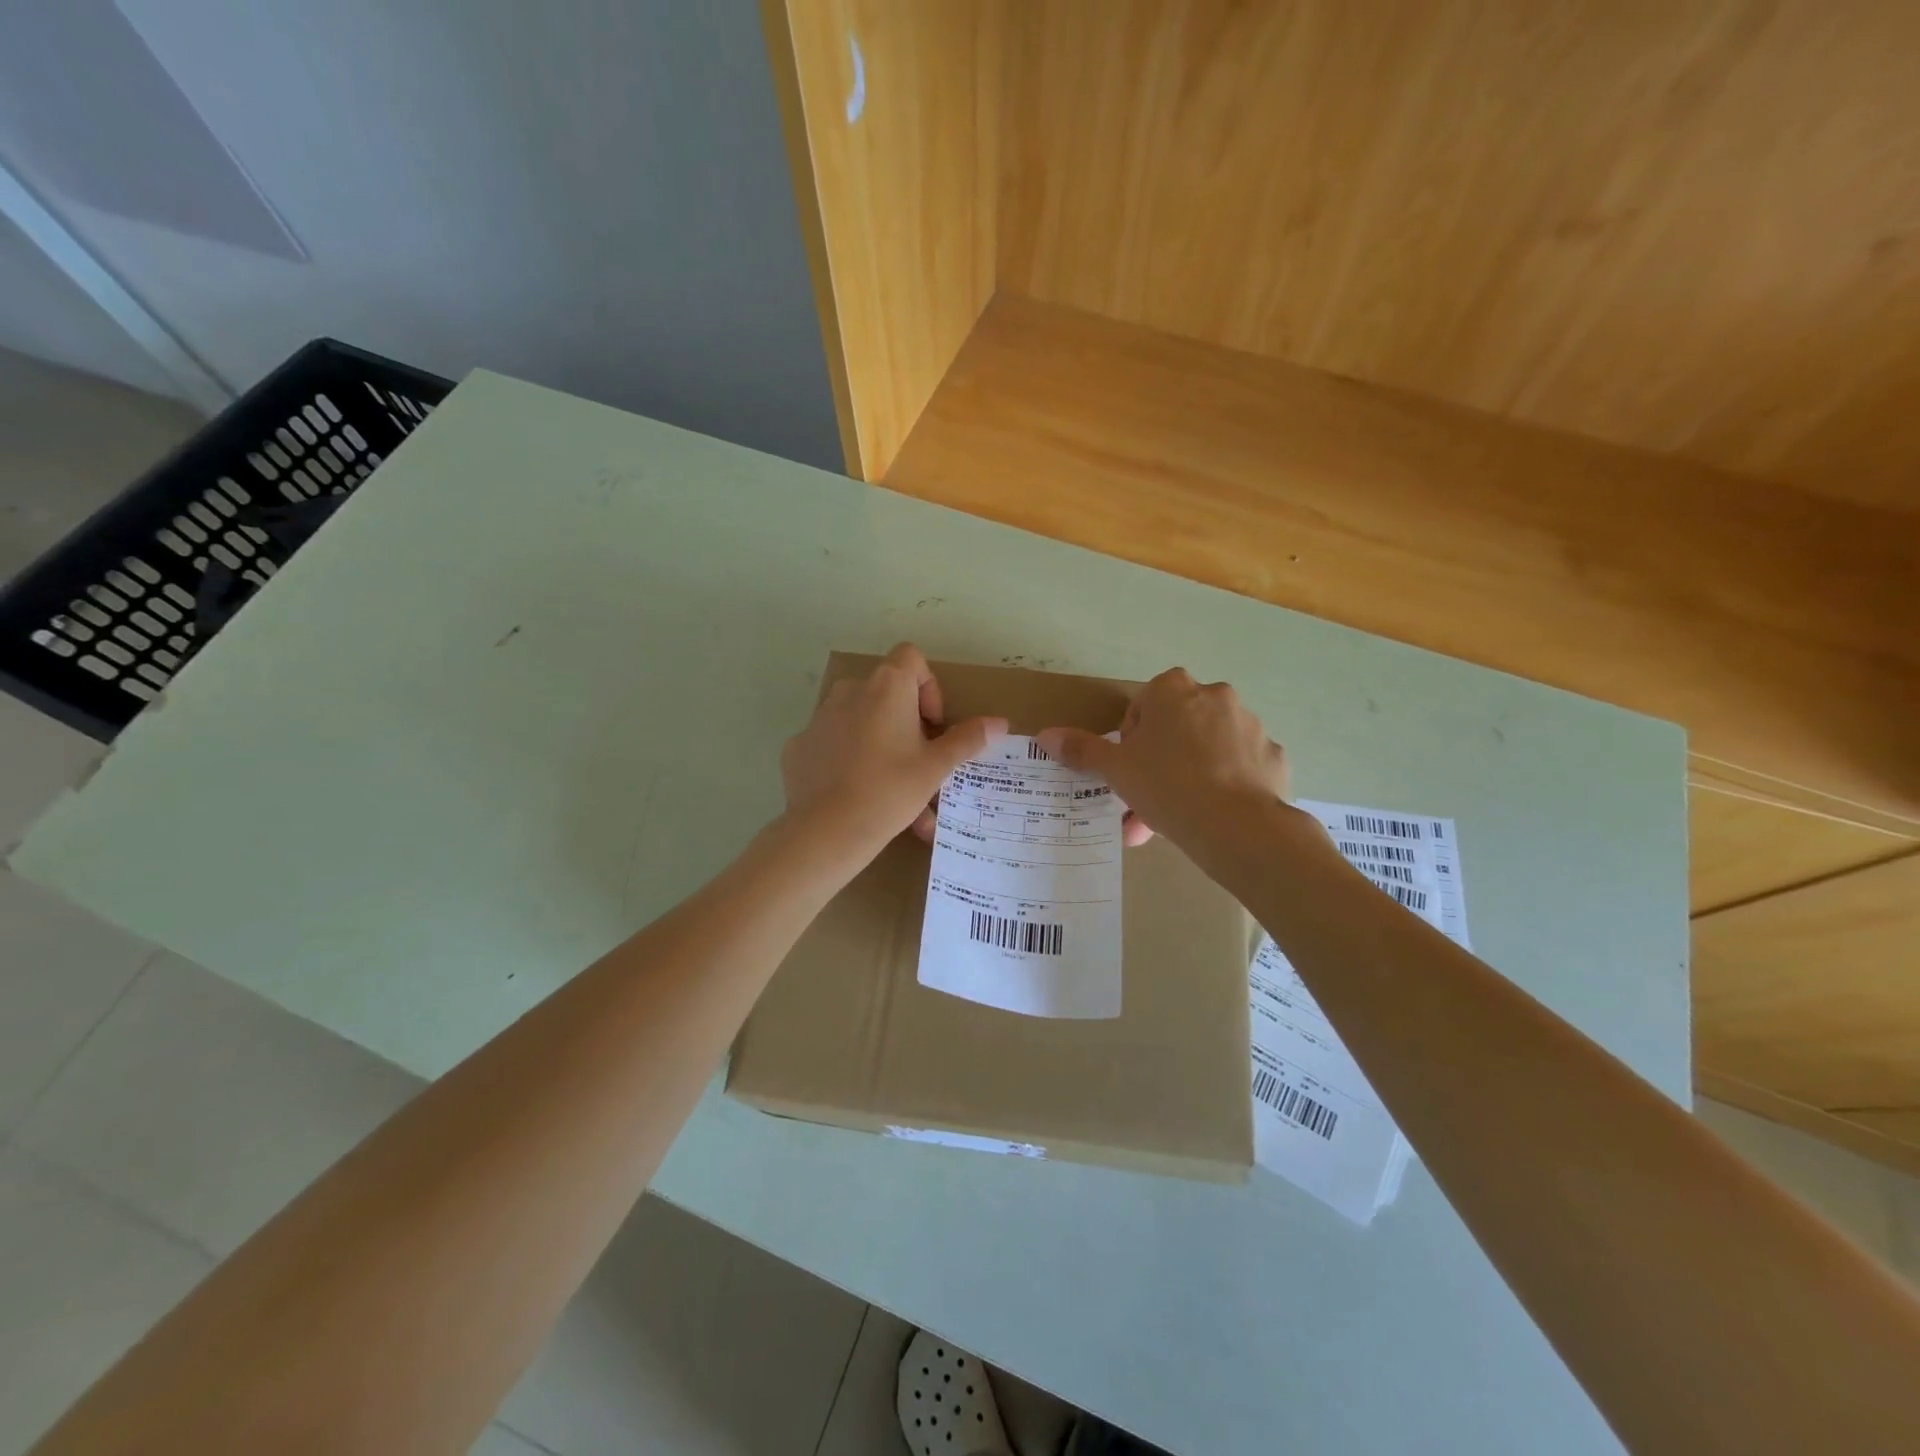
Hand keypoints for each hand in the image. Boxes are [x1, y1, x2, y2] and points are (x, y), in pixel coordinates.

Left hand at [781, 644, 1006, 866]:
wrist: (824, 831)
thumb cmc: (889, 790)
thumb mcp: (936, 767)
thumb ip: (967, 739)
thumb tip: (1000, 722)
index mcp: (886, 686)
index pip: (911, 658)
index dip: (929, 687)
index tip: (933, 726)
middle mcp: (850, 691)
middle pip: (887, 693)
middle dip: (908, 724)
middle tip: (919, 762)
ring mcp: (819, 717)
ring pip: (861, 722)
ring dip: (882, 745)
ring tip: (895, 790)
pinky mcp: (799, 745)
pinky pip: (833, 744)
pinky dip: (849, 760)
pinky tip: (857, 796)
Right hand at [1035, 668, 1289, 864]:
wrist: (1237, 825)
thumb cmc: (1166, 785)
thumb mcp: (1115, 769)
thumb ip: (1082, 749)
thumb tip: (1045, 735)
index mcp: (1174, 690)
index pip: (1145, 704)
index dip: (1132, 737)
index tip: (1130, 767)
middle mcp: (1216, 696)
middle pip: (1178, 725)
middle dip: (1161, 759)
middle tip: (1147, 797)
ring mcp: (1250, 725)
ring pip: (1210, 747)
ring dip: (1191, 772)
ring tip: (1176, 817)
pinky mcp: (1273, 756)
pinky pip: (1241, 766)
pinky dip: (1227, 784)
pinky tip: (1213, 816)